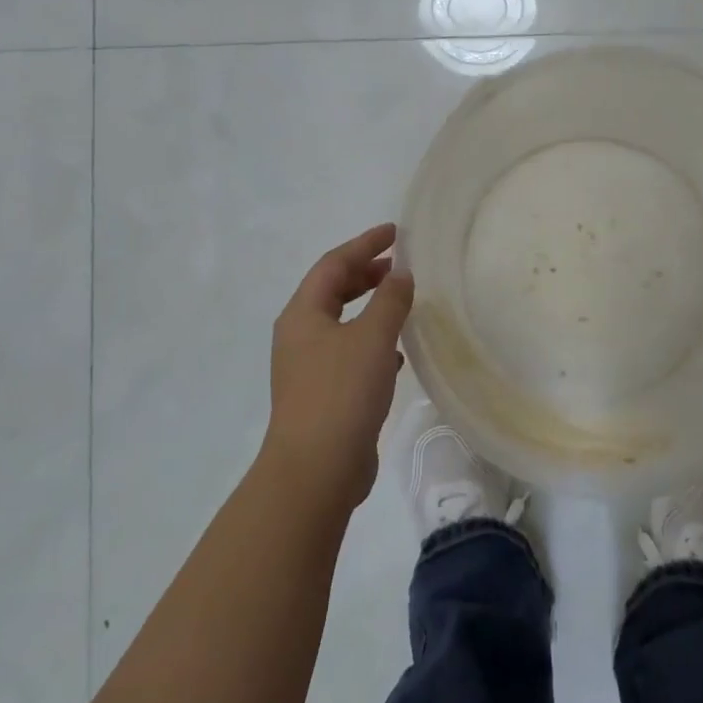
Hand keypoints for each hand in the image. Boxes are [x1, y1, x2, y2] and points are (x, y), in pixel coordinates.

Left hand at [261, 223, 413, 512]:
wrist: (316, 470)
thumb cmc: (342, 392)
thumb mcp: (373, 337)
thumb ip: (390, 299)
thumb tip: (400, 274)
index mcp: (303, 314)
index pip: (333, 264)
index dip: (364, 244)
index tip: (395, 232)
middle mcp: (300, 336)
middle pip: (332, 291)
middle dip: (365, 273)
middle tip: (399, 265)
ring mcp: (308, 367)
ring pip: (342, 323)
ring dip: (370, 307)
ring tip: (402, 301)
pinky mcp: (322, 395)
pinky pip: (349, 352)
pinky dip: (372, 341)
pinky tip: (397, 352)